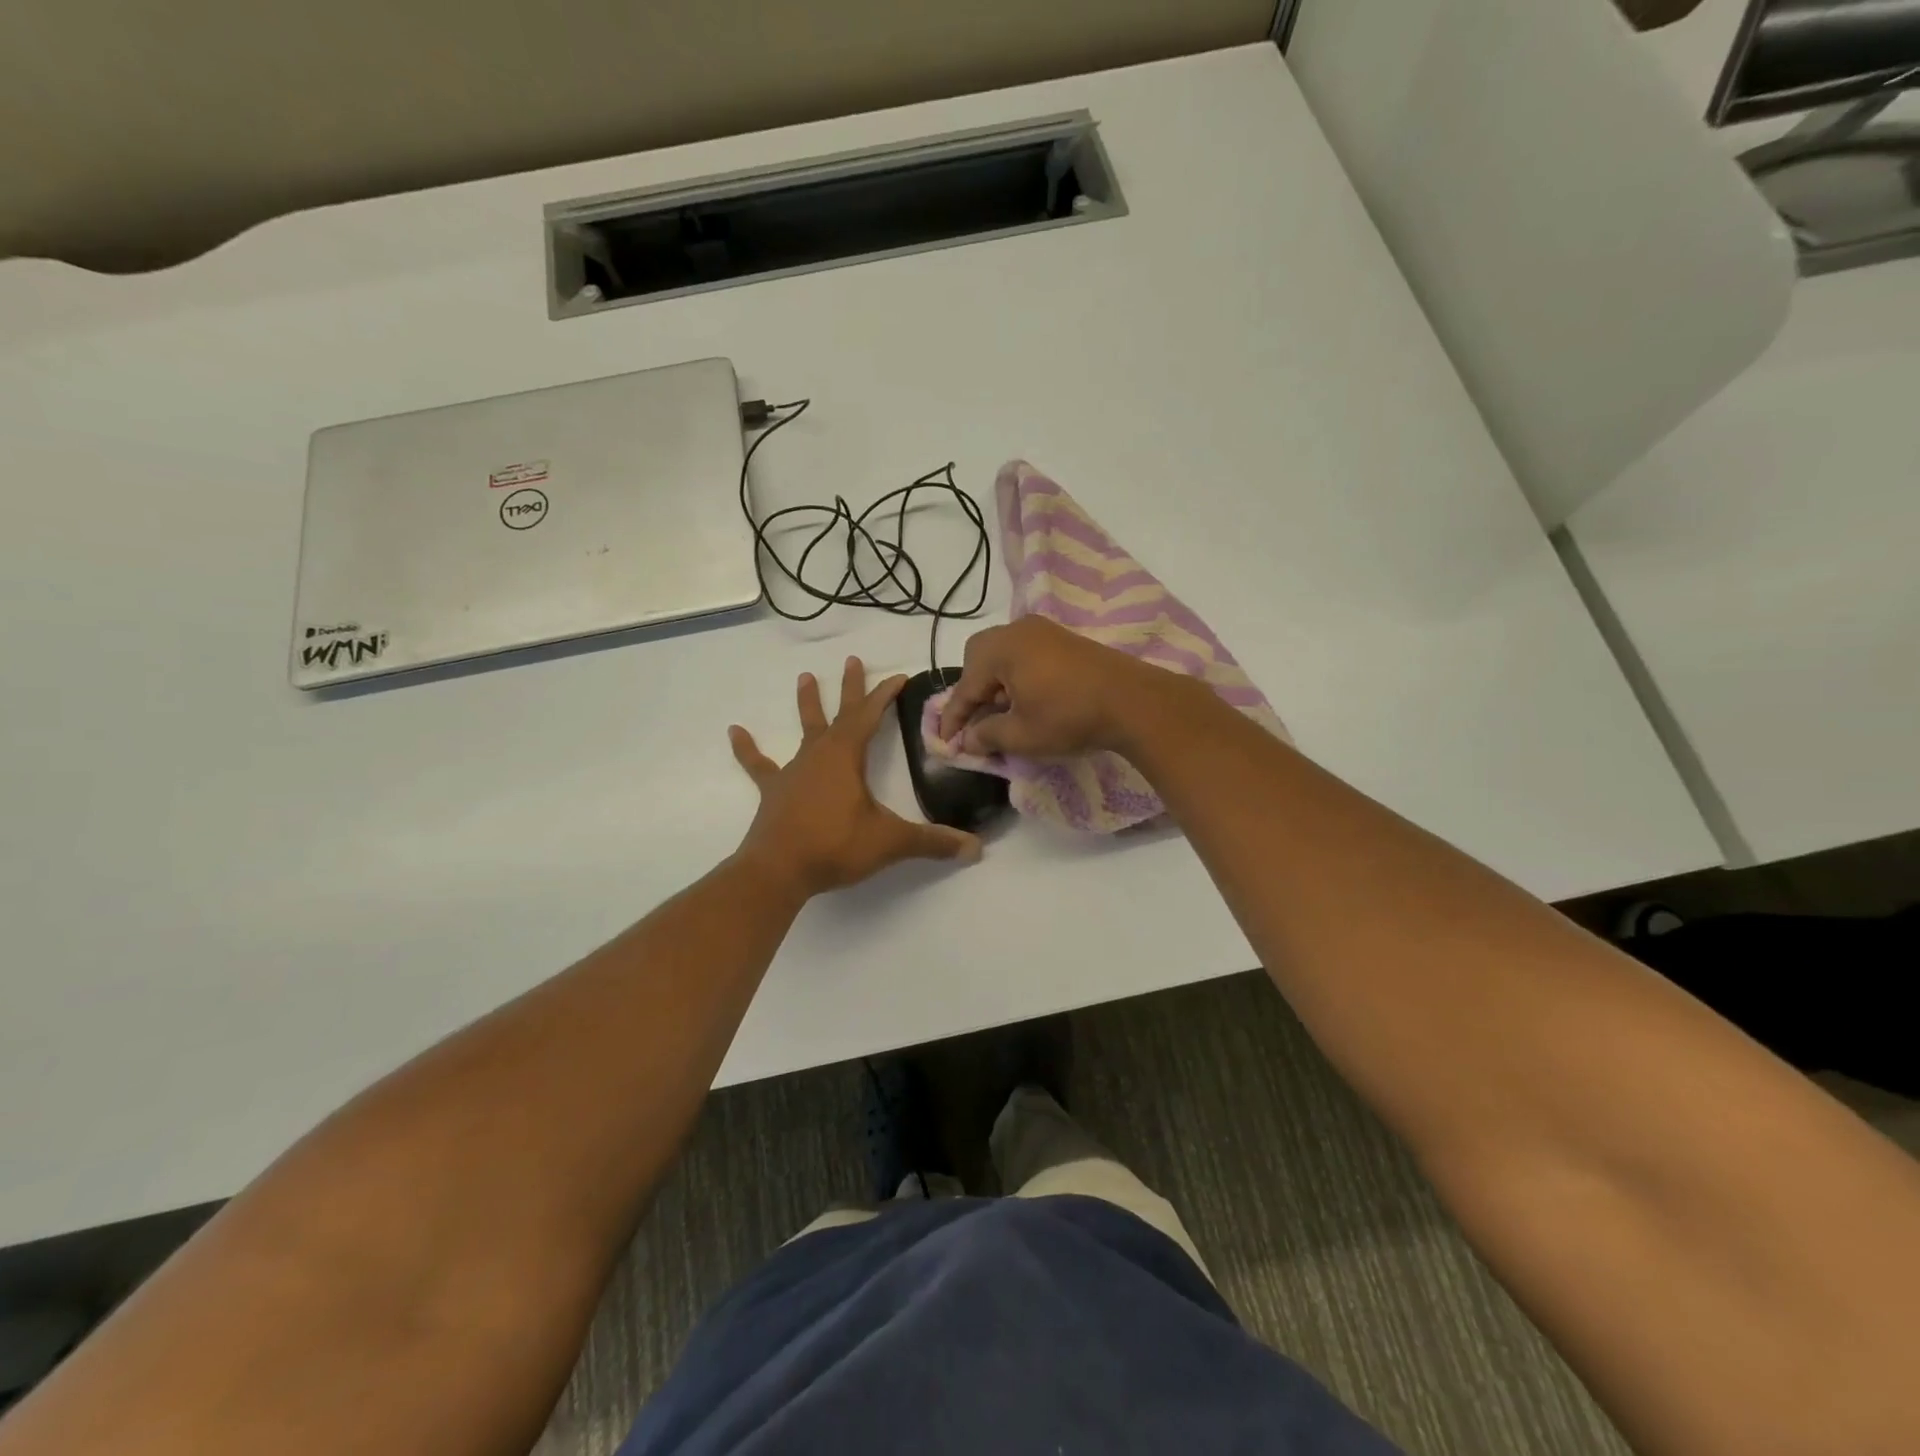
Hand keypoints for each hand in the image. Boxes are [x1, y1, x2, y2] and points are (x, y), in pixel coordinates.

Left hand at [730, 656, 982, 897]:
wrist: (778, 871)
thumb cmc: (835, 847)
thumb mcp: (890, 842)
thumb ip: (932, 843)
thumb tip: (975, 849)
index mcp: (847, 756)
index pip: (870, 716)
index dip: (885, 695)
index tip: (900, 676)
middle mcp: (819, 755)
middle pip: (839, 714)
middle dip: (850, 688)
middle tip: (853, 659)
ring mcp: (793, 771)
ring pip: (804, 730)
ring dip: (807, 704)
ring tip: (804, 677)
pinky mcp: (774, 791)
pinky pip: (759, 765)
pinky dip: (747, 749)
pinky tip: (734, 731)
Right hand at [937, 617, 1198, 758]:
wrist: (1133, 702)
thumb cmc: (1069, 718)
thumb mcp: (1022, 735)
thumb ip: (987, 735)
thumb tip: (967, 740)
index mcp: (1000, 648)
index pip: (965, 686)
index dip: (953, 718)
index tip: (945, 742)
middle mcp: (1018, 630)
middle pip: (979, 658)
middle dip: (972, 690)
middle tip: (975, 721)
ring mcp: (1044, 630)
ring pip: (1003, 655)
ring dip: (995, 683)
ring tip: (1001, 715)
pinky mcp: (1064, 639)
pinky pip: (1026, 654)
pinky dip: (1016, 675)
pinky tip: (1027, 700)